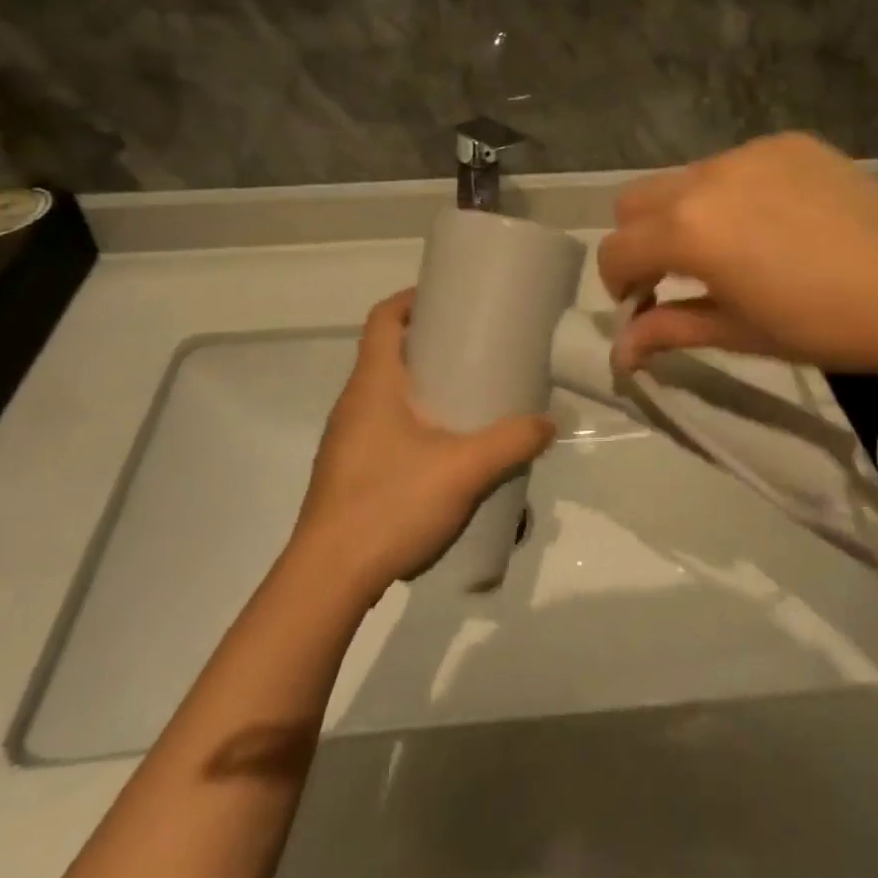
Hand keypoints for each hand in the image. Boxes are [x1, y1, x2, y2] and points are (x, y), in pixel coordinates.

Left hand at [292, 290, 555, 599]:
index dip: (411, 299)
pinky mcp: (348, 471)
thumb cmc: (391, 504)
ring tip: (463, 398)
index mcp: (373, 384)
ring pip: (383, 393)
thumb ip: (511, 443)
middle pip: (385, 352)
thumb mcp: (464, 470)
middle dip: (426, 343)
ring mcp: (345, 439)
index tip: (447, 299)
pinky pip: (381, 426)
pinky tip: (440, 451)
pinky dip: (410, 420)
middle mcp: (353, 403)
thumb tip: (548, 423)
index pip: (383, 318)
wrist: (329, 578)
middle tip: (472, 349)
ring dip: (418, 385)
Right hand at [597, 133, 877, 376]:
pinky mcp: (787, 143)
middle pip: (635, 201)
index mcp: (688, 230)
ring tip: (732, 249)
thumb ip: (669, 329)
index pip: (616, 249)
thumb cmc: (821, 325)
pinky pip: (735, 165)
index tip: (643, 306)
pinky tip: (775, 223)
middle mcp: (706, 177)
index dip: (617, 284)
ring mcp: (749, 153)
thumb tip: (619, 353)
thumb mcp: (737, 332)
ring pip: (686, 179)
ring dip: (686, 214)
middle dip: (640, 240)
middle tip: (676, 275)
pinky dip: (732, 193)